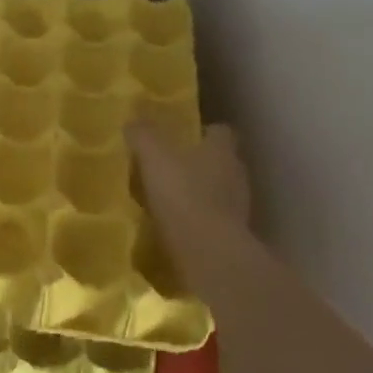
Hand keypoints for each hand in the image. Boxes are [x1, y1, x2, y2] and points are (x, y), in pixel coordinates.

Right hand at [128, 122, 250, 231]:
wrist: (209, 253)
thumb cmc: (184, 195)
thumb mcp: (154, 158)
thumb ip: (144, 136)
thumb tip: (133, 119)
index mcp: (222, 150)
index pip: (221, 132)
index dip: (204, 132)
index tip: (184, 137)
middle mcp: (236, 174)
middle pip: (221, 161)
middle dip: (200, 163)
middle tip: (171, 168)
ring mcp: (239, 207)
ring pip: (220, 192)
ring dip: (201, 194)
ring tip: (172, 200)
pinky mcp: (234, 235)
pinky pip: (216, 220)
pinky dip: (201, 221)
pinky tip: (179, 227)